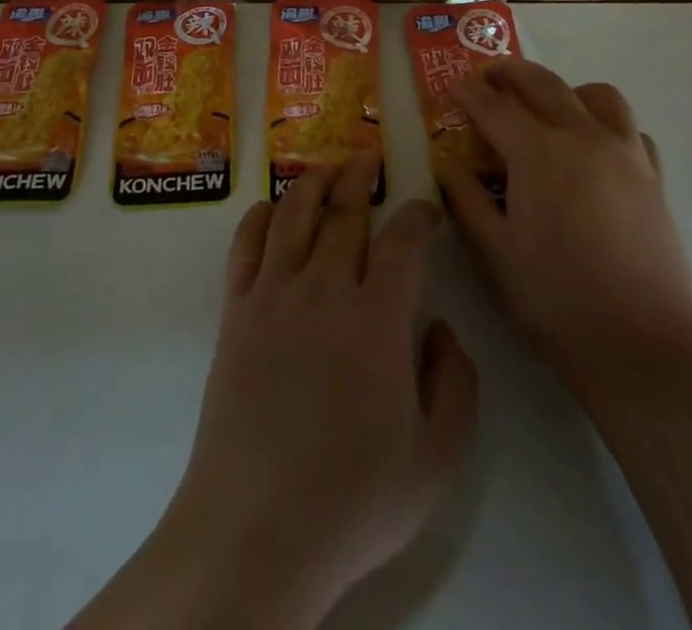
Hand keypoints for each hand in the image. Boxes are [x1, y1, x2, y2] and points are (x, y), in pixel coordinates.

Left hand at [90, 154, 478, 628]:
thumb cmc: (353, 500)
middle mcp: (325, 289)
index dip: (418, 214)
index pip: (403, 240)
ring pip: (294, 215)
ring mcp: (274, 295)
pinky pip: (245, 246)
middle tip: (367, 160)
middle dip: (360, 180)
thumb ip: (456, 384)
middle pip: (344, 212)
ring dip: (311, 183)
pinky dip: (258, 218)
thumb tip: (440, 326)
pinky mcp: (235, 312)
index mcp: (379, 318)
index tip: (426, 212)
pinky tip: (268, 209)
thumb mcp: (436, 459)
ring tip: (323, 169)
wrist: (256, 530)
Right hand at [435, 58, 691, 400]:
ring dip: (566, 90)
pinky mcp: (654, 178)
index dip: (468, 93)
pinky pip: (630, 130)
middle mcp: (583, 137)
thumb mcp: (493, 251)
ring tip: (547, 109)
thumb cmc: (556, 298)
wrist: (644, 346)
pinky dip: (607, 125)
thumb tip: (447, 162)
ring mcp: (625, 154)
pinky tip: (594, 150)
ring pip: (597, 94)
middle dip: (510, 73)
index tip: (452, 88)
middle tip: (489, 78)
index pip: (494, 106)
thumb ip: (465, 197)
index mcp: (538, 151)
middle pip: (543, 83)